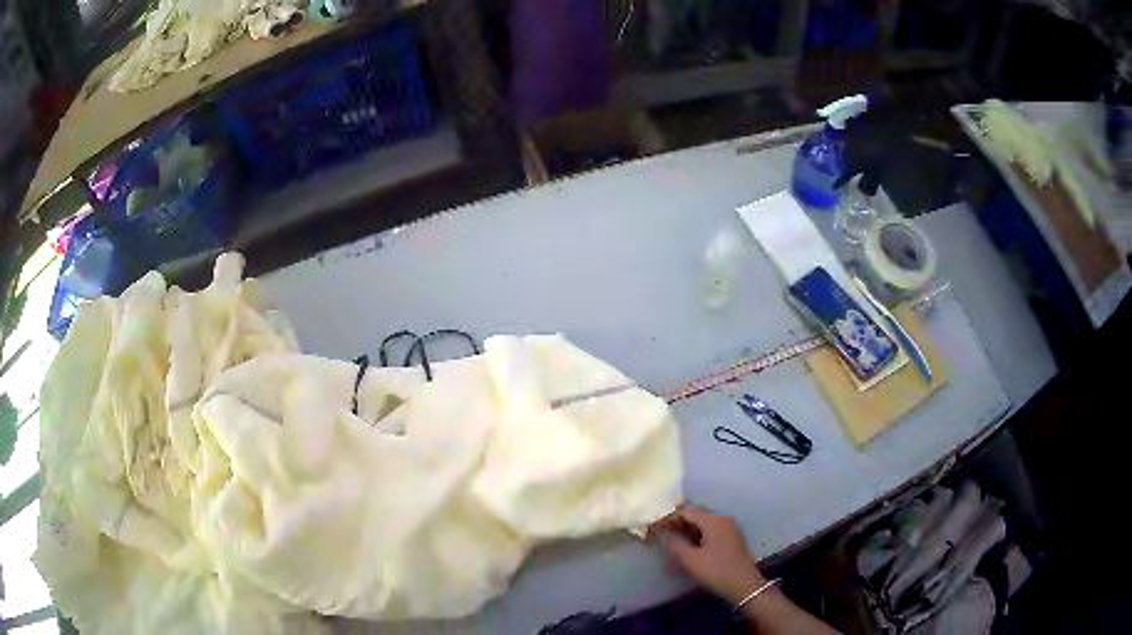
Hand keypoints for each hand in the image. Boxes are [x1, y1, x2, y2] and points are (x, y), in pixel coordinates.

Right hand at [648, 504, 766, 605]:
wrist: (744, 585)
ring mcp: (729, 528)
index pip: (686, 511)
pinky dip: (696, 535)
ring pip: (703, 523)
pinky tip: (688, 547)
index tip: (654, 529)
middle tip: (660, 534)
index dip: (668, 518)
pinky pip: (710, 531)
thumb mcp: (691, 559)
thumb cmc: (716, 570)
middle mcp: (723, 519)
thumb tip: (662, 534)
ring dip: (686, 530)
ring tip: (671, 541)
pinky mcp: (731, 539)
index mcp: (713, 520)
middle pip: (695, 515)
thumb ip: (674, 544)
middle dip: (677, 523)